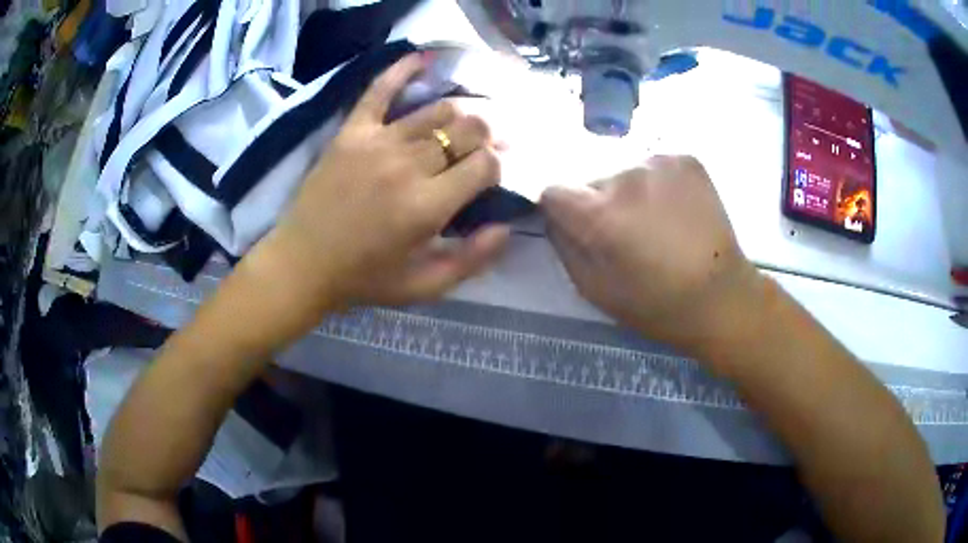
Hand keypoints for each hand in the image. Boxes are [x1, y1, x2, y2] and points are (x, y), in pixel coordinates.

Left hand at [254, 54, 509, 312]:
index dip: (498, 166)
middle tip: (486, 145)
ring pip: (437, 110)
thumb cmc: (365, 278)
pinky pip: (379, 90)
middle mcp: (408, 164)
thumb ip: (472, 260)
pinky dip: (401, 71)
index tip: (493, 174)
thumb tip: (506, 228)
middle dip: (486, 135)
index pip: (484, 165)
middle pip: (466, 129)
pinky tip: (421, 58)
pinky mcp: (351, 132)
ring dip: (460, 113)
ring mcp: (377, 142)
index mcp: (428, 205)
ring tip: (465, 122)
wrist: (302, 264)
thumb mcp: (425, 286)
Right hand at [540, 155, 762, 352]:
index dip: (563, 211)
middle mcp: (627, 175)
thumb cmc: (655, 304)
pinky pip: (653, 166)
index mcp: (601, 214)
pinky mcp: (685, 158)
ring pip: (625, 172)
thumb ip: (564, 245)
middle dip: (600, 204)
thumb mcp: (594, 289)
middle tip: (628, 234)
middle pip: (593, 181)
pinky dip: (657, 184)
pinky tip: (676, 210)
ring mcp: (660, 162)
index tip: (579, 228)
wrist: (721, 296)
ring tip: (658, 223)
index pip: (554, 191)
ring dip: (631, 193)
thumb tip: (554, 214)